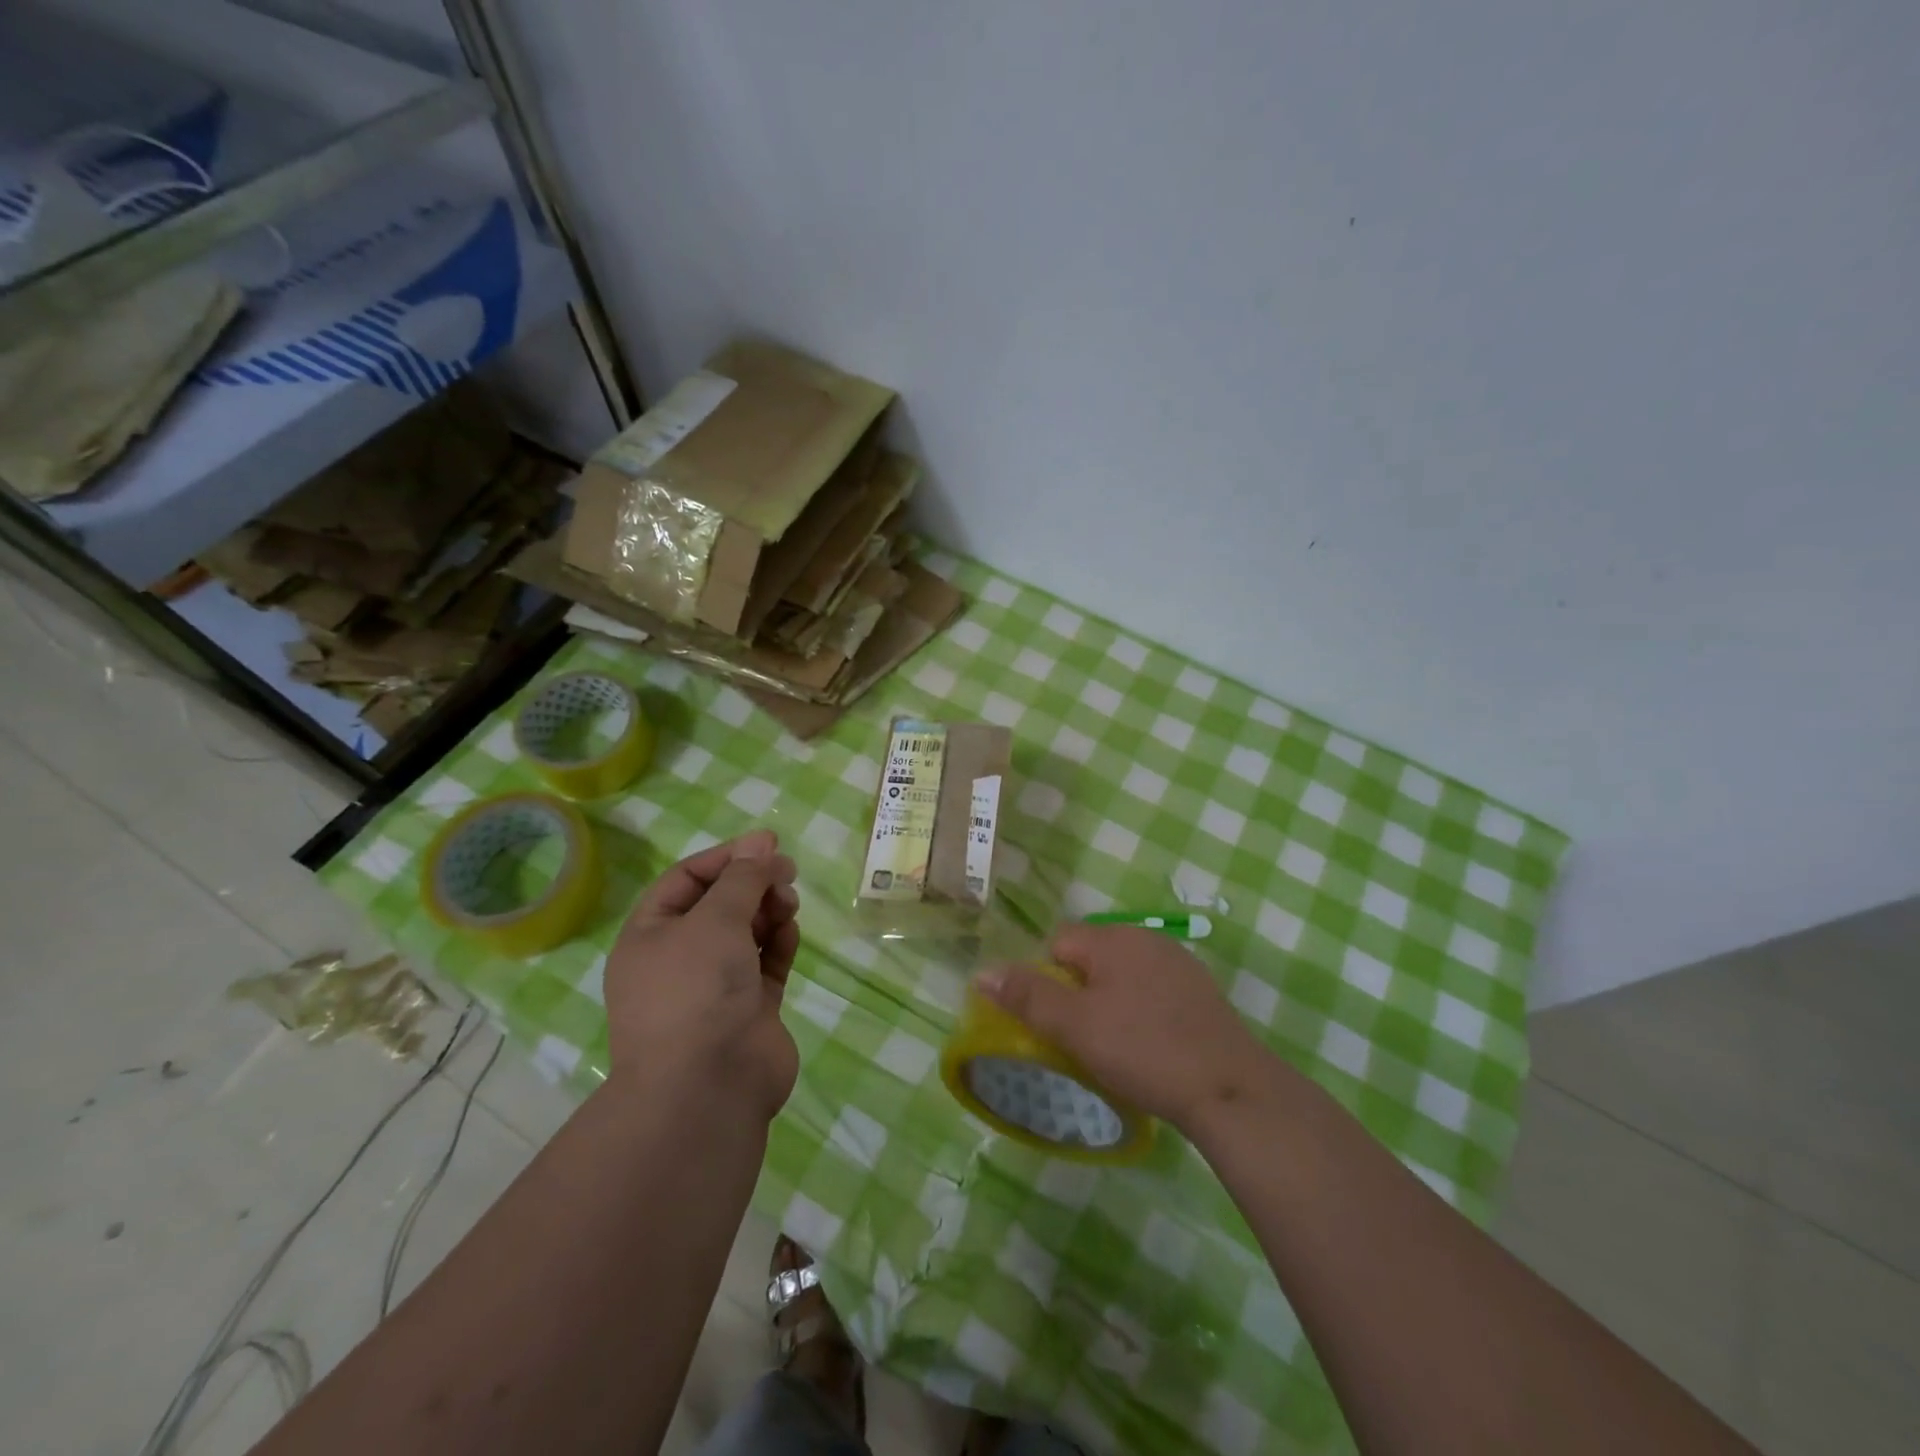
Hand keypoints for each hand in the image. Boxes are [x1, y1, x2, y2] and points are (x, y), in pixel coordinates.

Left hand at [604, 829, 799, 1119]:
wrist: (708, 1089)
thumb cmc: (696, 991)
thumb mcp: (715, 920)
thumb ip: (743, 878)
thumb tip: (762, 840)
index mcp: (650, 937)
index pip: (686, 880)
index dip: (726, 858)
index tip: (767, 845)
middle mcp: (678, 960)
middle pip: (719, 905)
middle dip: (752, 884)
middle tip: (787, 872)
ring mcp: (714, 988)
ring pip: (745, 933)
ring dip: (768, 911)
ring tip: (789, 902)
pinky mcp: (749, 1010)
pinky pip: (765, 964)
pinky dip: (778, 943)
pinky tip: (790, 930)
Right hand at [975, 924, 1280, 1130]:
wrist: (1231, 1088)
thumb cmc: (1143, 1050)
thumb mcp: (1075, 1026)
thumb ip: (1027, 995)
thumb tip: (981, 971)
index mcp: (1113, 938)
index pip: (1058, 941)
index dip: (1046, 979)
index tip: (1054, 1022)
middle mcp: (1146, 938)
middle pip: (1091, 957)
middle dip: (1078, 991)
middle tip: (1081, 1039)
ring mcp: (1179, 963)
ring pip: (1123, 975)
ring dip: (1110, 1002)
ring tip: (1115, 1048)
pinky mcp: (1202, 992)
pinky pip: (1154, 991)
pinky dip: (1143, 1012)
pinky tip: (1152, 1048)